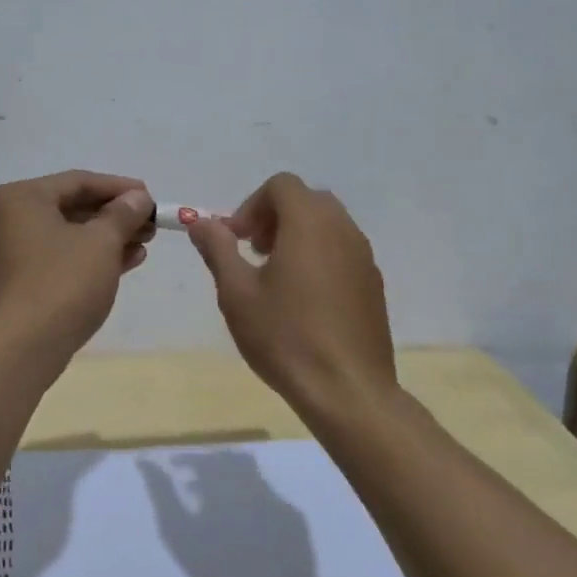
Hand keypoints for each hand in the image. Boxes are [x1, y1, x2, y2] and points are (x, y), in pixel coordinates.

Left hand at [0, 170, 154, 353]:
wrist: (23, 349)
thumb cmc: (63, 282)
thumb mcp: (102, 242)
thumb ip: (122, 214)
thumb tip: (137, 198)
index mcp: (19, 198)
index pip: (78, 182)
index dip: (119, 188)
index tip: (150, 198)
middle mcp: (4, 220)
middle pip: (69, 208)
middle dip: (114, 217)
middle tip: (149, 225)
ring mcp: (4, 255)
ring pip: (64, 236)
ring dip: (104, 239)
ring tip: (143, 246)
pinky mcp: (11, 284)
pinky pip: (54, 259)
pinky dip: (85, 259)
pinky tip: (122, 265)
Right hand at [187, 172, 394, 409]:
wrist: (348, 390)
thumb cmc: (285, 337)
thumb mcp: (237, 293)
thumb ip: (218, 250)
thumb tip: (202, 222)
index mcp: (309, 223)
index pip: (281, 185)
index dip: (251, 205)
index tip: (236, 240)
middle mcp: (343, 230)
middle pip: (306, 200)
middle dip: (275, 217)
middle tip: (253, 252)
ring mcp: (364, 257)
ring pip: (328, 225)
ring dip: (298, 236)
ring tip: (276, 278)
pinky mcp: (373, 284)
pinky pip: (343, 251)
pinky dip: (319, 257)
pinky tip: (304, 301)